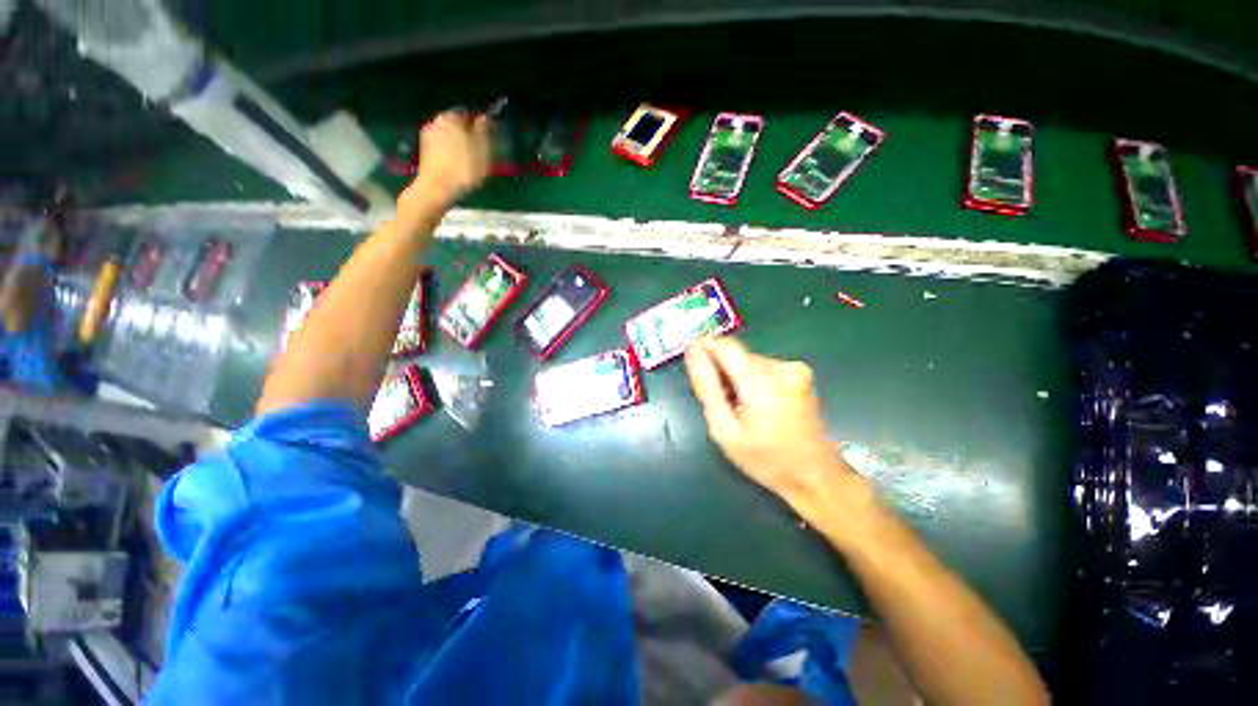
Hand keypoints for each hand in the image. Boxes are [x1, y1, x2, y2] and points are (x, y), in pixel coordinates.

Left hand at [400, 111, 491, 214]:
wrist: (437, 189)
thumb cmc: (464, 169)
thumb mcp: (482, 151)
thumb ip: (483, 132)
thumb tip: (485, 117)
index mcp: (451, 117)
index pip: (468, 113)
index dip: (480, 125)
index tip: (489, 137)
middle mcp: (437, 122)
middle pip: (457, 125)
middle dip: (469, 135)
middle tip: (481, 152)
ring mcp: (428, 137)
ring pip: (450, 137)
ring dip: (460, 146)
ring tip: (472, 162)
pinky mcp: (425, 152)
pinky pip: (443, 148)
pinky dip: (452, 154)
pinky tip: (459, 168)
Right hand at [685, 338, 862, 517]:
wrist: (815, 475)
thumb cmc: (765, 459)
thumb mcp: (725, 429)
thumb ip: (706, 387)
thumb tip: (692, 350)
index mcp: (762, 381)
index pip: (725, 346)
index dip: (704, 349)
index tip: (692, 363)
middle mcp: (781, 366)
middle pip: (736, 355)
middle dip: (721, 372)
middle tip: (719, 403)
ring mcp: (794, 368)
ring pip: (748, 361)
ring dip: (736, 377)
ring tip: (738, 408)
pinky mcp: (799, 372)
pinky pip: (762, 367)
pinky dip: (751, 380)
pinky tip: (755, 404)